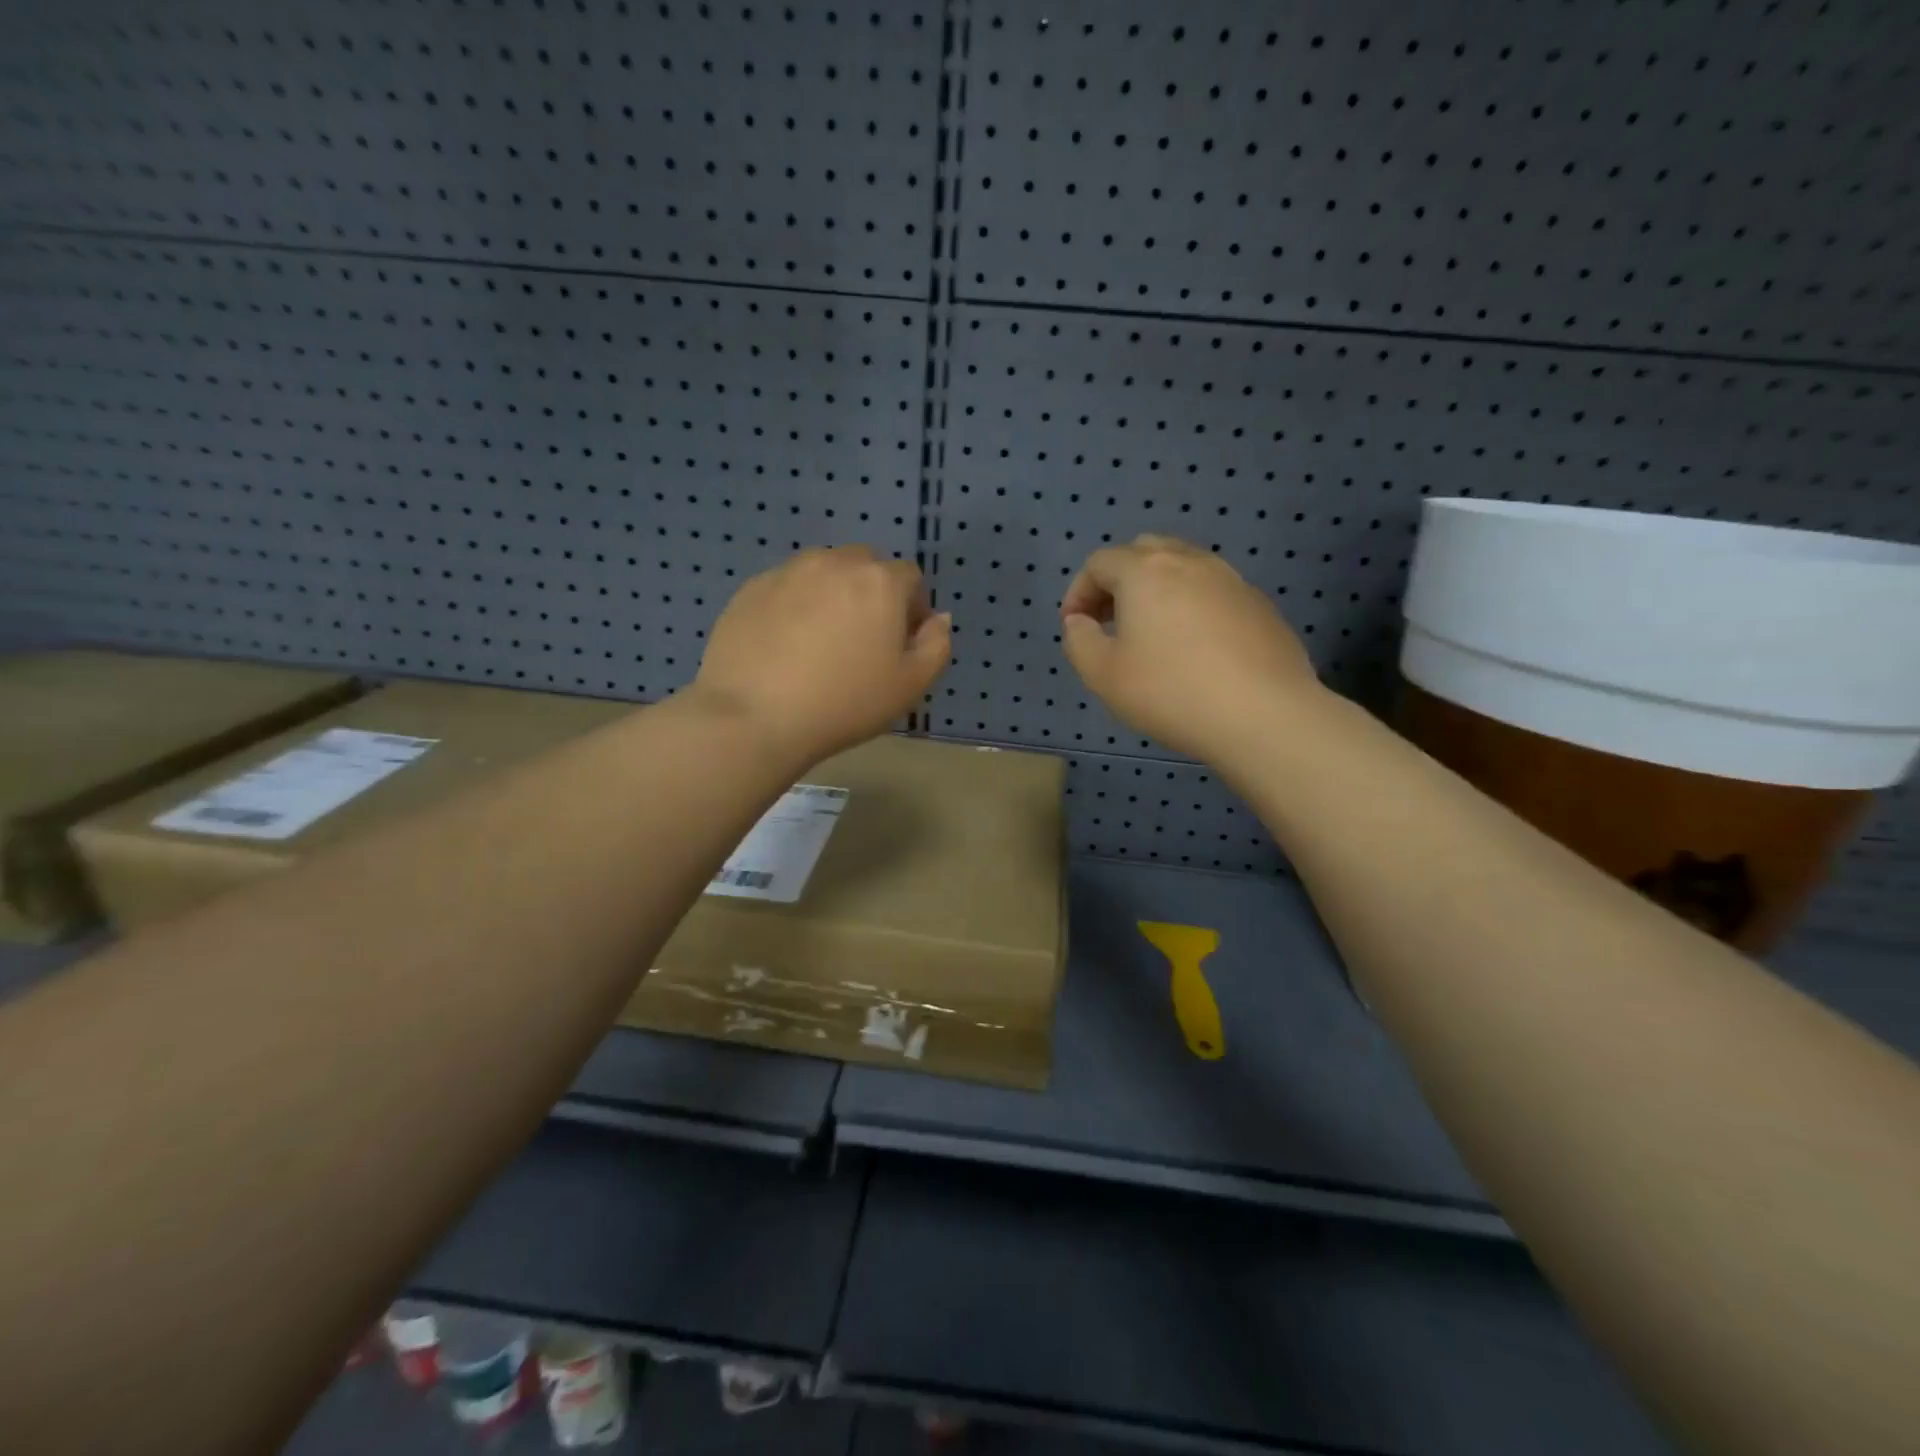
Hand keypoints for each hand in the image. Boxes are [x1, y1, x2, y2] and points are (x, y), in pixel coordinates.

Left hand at [690, 546, 950, 766]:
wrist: (755, 716)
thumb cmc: (845, 703)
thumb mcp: (910, 686)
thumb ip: (936, 645)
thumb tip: (938, 618)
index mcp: (880, 581)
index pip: (909, 578)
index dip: (911, 609)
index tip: (899, 645)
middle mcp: (835, 562)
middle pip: (865, 567)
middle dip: (871, 595)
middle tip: (861, 642)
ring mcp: (788, 571)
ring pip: (823, 573)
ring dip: (832, 596)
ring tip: (819, 642)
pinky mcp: (751, 588)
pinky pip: (786, 588)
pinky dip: (794, 606)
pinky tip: (784, 646)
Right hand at [1060, 535, 1318, 764]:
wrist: (1263, 715)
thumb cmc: (1171, 692)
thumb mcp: (1103, 675)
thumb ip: (1079, 641)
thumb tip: (1079, 622)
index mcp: (1145, 571)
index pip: (1099, 562)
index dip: (1078, 591)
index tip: (1075, 627)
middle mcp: (1189, 562)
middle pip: (1144, 552)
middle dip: (1118, 581)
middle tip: (1109, 621)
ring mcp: (1231, 580)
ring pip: (1184, 567)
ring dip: (1157, 591)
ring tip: (1151, 634)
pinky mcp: (1260, 605)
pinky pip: (1214, 592)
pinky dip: (1192, 607)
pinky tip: (1195, 650)